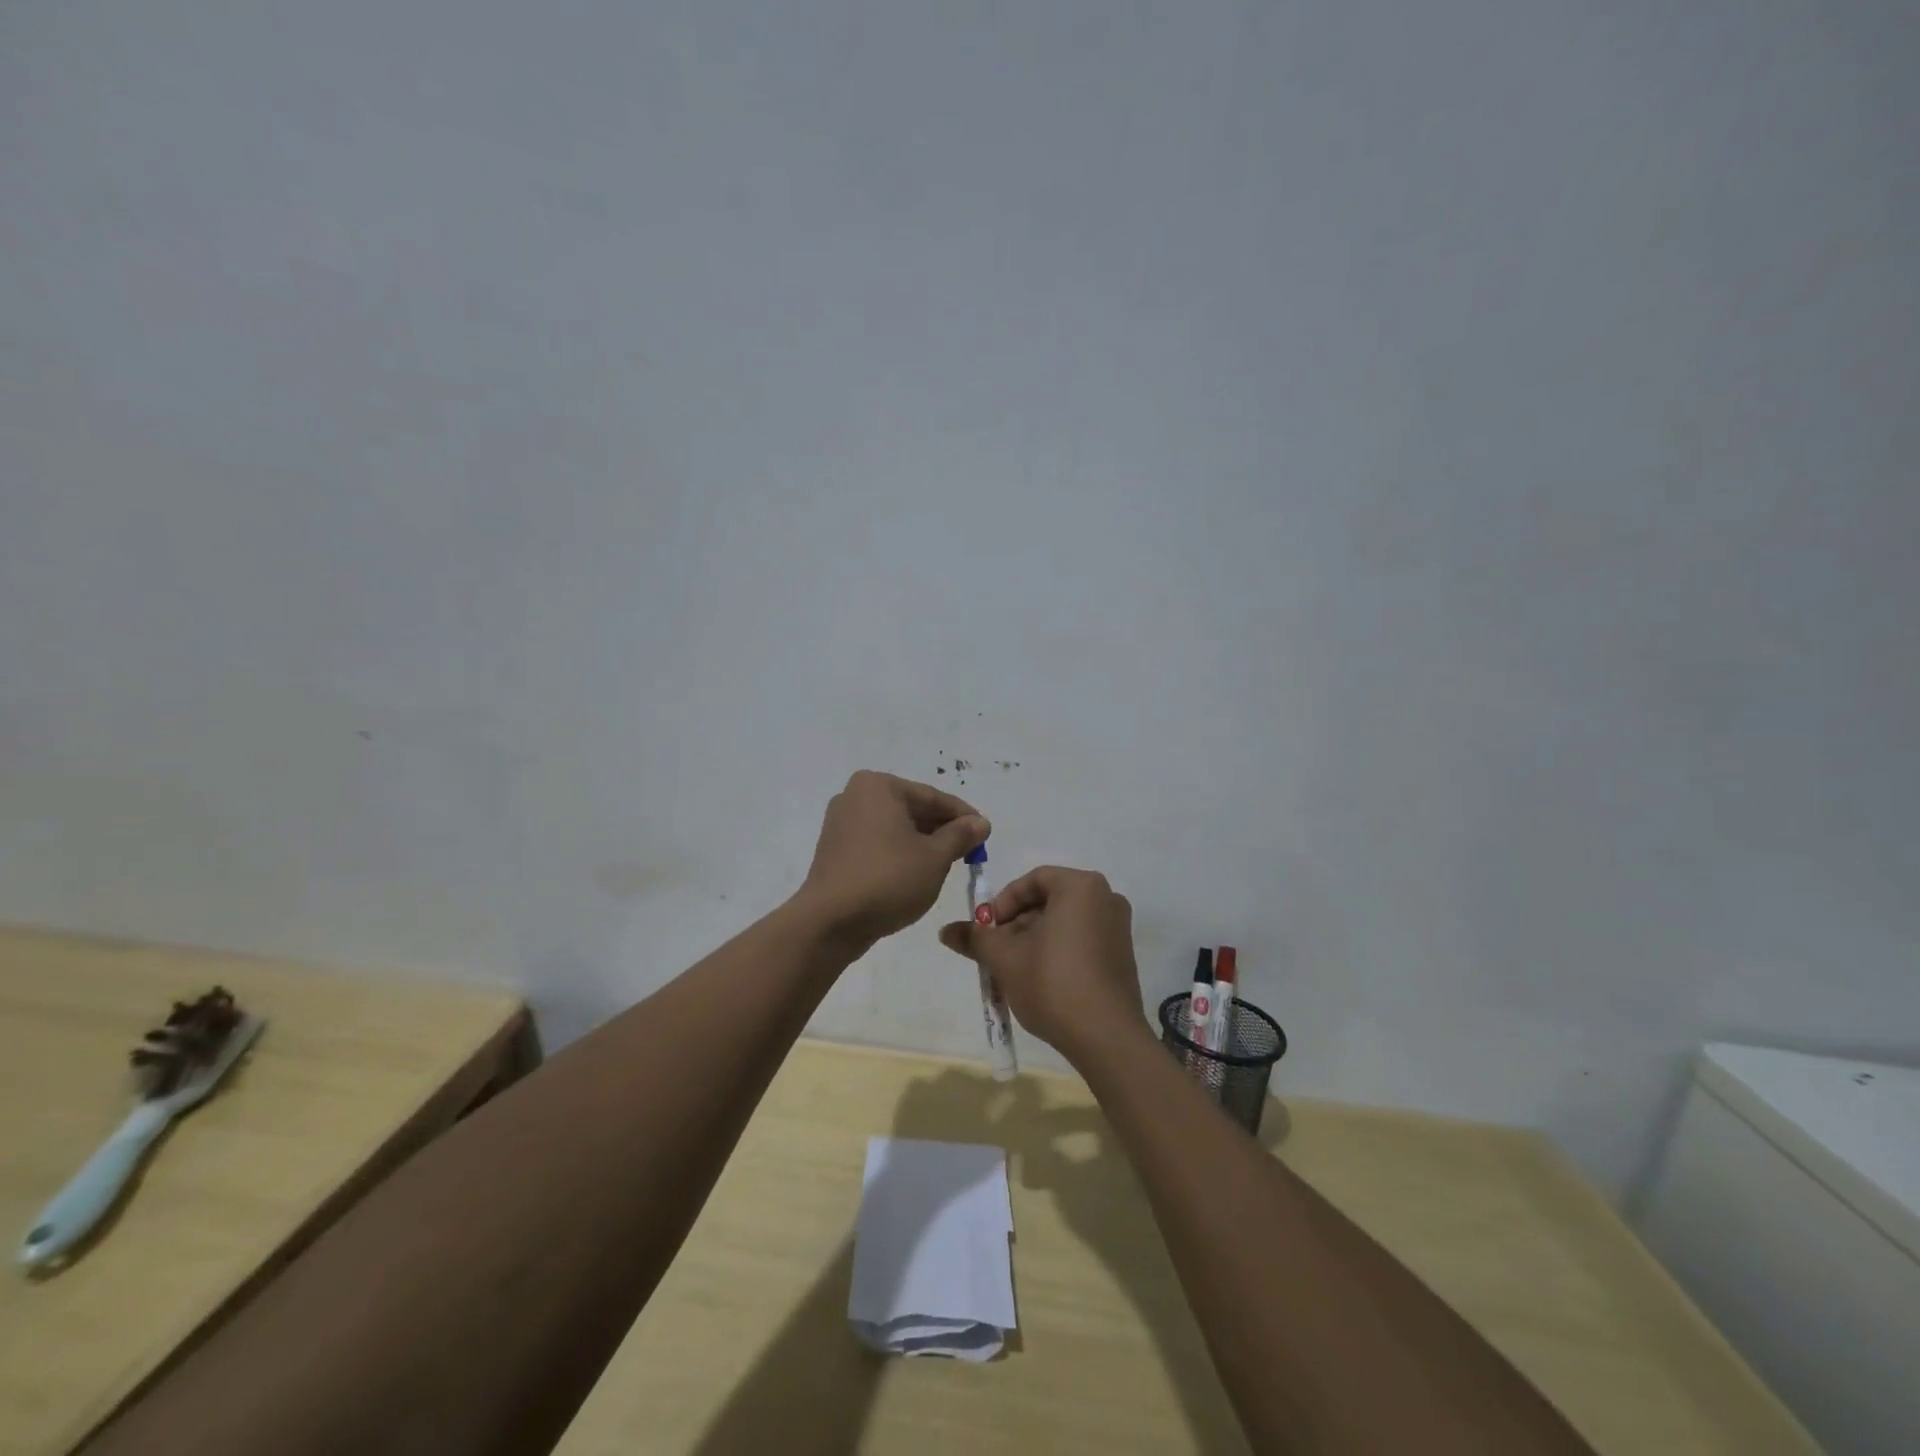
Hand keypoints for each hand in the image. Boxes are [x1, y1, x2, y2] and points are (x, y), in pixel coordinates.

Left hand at [796, 771, 990, 945]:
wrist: (829, 922)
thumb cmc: (888, 879)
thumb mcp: (935, 857)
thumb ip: (960, 835)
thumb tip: (981, 823)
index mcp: (878, 786)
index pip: (932, 797)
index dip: (963, 815)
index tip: (985, 832)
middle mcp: (855, 796)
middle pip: (911, 809)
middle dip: (941, 830)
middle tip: (969, 851)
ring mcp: (841, 824)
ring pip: (894, 828)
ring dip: (921, 843)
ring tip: (947, 865)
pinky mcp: (835, 851)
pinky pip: (877, 844)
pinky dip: (898, 854)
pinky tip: (916, 874)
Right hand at [938, 866, 1145, 1065]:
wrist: (1106, 1038)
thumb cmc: (1053, 983)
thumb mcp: (1005, 958)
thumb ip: (976, 938)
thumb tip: (946, 931)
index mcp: (1081, 887)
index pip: (1033, 880)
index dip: (1003, 902)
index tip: (986, 929)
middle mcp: (1106, 898)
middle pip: (1049, 901)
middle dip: (1016, 924)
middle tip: (994, 951)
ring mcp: (1118, 928)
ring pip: (1063, 923)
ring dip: (1032, 940)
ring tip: (1010, 969)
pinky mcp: (1122, 956)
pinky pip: (1081, 940)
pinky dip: (1056, 951)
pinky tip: (1037, 980)